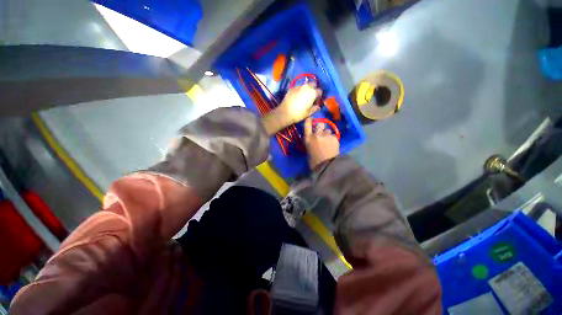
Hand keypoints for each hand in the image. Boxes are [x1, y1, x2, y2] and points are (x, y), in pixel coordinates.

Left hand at [262, 83, 320, 135]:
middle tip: (311, 97)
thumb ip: (315, 108)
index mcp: (313, 92)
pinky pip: (298, 87)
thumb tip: (318, 106)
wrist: (285, 112)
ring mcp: (299, 86)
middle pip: (313, 84)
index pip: (320, 91)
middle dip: (314, 89)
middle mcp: (306, 87)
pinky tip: (297, 97)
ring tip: (304, 96)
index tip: (316, 101)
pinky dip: (300, 90)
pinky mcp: (292, 88)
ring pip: (305, 85)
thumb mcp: (309, 113)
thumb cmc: (299, 113)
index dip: (319, 96)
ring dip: (307, 89)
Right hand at [304, 117, 339, 168]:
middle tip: (322, 134)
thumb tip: (313, 138)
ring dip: (328, 135)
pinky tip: (333, 146)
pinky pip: (334, 136)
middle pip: (320, 124)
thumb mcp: (308, 150)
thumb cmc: (314, 161)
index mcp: (308, 138)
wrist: (326, 166)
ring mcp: (326, 135)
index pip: (307, 124)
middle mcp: (316, 134)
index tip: (310, 117)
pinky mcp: (334, 138)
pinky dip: (333, 140)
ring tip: (329, 142)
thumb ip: (310, 141)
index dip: (309, 119)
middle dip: (321, 128)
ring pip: (328, 130)